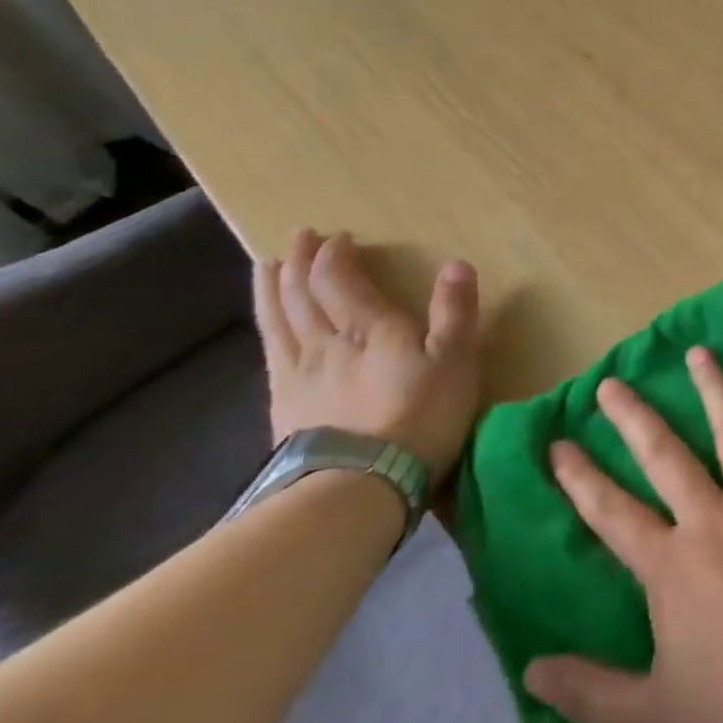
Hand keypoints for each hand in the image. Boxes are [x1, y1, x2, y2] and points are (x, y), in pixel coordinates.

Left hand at [254, 228, 480, 484]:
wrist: (359, 485)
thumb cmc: (419, 417)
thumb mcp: (456, 361)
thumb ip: (455, 311)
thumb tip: (456, 264)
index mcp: (367, 327)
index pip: (338, 278)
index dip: (335, 254)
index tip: (340, 237)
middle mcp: (324, 341)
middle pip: (301, 293)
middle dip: (299, 261)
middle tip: (298, 237)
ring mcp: (296, 374)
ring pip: (278, 319)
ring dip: (272, 288)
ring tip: (266, 265)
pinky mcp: (283, 406)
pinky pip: (269, 353)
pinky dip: (267, 328)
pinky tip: (268, 327)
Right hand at [523, 348, 722, 722]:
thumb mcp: (653, 715)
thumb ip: (589, 691)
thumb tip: (528, 671)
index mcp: (672, 564)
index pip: (612, 514)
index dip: (580, 479)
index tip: (558, 444)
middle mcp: (714, 517)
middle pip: (666, 455)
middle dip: (634, 417)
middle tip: (612, 382)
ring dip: (713, 387)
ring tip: (698, 351)